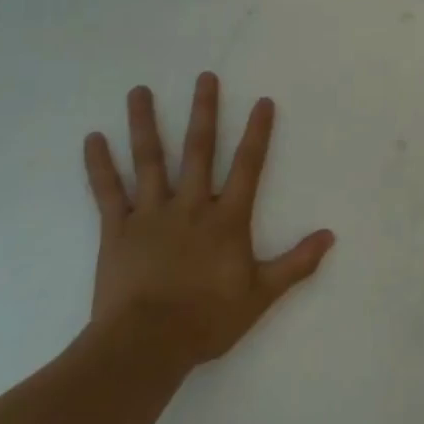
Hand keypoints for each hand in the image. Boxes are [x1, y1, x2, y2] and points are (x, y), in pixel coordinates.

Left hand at [82, 78, 333, 369]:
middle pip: (199, 150)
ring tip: (139, 90)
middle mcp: (191, 205)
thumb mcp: (260, 295)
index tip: (262, 101)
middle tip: (205, 76)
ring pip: (150, 160)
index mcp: (226, 218)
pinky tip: (92, 138)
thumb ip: (296, 263)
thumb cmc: (206, 319)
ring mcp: (151, 214)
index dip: (257, 132)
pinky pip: (108, 192)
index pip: (247, 166)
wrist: (145, 346)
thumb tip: (330, 236)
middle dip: (204, 111)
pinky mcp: (117, 231)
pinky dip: (99, 165)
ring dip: (145, 124)